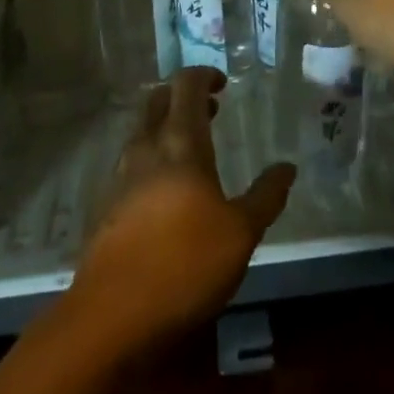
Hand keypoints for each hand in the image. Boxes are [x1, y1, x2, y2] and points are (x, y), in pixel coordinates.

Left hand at [68, 67, 293, 356]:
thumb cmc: (184, 265)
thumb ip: (266, 197)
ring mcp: (120, 177)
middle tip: (211, 112)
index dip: (204, 75)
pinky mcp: (106, 207)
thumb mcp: (241, 234)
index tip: (223, 85)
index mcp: (180, 143)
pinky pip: (131, 164)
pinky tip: (167, 192)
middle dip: (183, 97)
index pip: (186, 85)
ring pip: (142, 131)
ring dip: (166, 127)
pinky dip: (152, 159)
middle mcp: (146, 148)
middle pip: (158, 100)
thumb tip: (287, 167)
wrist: (111, 318)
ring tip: (194, 152)